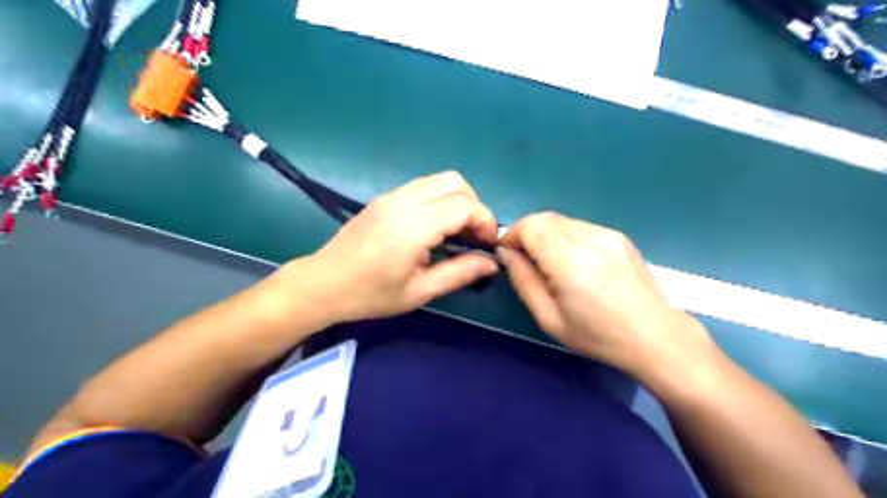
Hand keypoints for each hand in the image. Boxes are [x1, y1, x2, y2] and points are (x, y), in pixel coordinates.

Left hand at [274, 172, 497, 326]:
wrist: (323, 283)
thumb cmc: (370, 295)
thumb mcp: (419, 292)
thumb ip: (459, 273)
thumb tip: (491, 263)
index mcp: (413, 228)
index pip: (463, 206)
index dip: (485, 221)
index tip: (487, 244)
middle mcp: (403, 202)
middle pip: (455, 182)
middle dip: (474, 206)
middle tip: (473, 235)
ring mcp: (391, 195)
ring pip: (439, 179)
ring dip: (457, 200)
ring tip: (456, 231)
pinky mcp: (384, 197)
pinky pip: (423, 186)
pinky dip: (439, 199)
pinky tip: (434, 226)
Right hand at [496, 212, 714, 380]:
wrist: (656, 336)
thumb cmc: (597, 335)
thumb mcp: (549, 318)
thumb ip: (523, 280)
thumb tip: (506, 254)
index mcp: (570, 261)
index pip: (531, 225)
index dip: (512, 235)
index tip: (507, 255)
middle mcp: (590, 238)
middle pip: (545, 218)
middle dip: (526, 233)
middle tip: (525, 260)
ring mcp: (608, 234)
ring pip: (562, 221)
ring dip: (546, 235)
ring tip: (551, 264)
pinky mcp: (619, 236)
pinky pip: (580, 227)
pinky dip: (566, 238)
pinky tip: (575, 263)